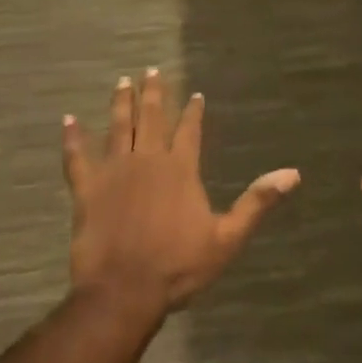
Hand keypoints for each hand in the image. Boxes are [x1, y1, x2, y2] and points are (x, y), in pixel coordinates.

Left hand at [64, 69, 299, 315]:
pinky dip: (72, 138)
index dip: (193, 111)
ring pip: (118, 128)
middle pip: (151, 118)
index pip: (189, 130)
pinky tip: (68, 120)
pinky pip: (77, 157)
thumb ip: (257, 202)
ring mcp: (114, 172)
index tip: (194, 94)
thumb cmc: (178, 266)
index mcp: (181, 169)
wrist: (123, 292)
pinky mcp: (87, 189)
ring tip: (122, 81)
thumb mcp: (227, 237)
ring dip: (120, 103)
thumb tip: (292, 173)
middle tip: (151, 70)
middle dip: (153, 93)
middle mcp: (148, 160)